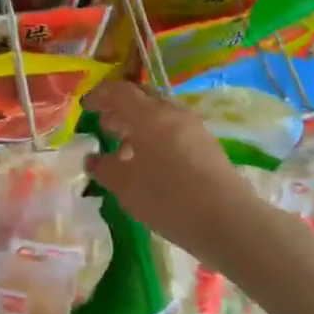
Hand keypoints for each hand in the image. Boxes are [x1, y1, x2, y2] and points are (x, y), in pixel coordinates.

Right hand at [85, 81, 265, 253]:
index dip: (100, 95)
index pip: (120, 91)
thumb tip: (93, 159)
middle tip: (104, 124)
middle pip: (142, 97)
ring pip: (160, 114)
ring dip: (139, 123)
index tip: (85, 107)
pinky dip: (156, 136)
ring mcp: (194, 128)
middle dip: (120, 107)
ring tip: (124, 147)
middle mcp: (172, 113)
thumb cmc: (168, 199)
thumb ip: (105, 169)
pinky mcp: (208, 145)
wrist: (229, 221)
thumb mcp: (126, 187)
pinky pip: (174, 129)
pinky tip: (151, 163)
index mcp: (149, 115)